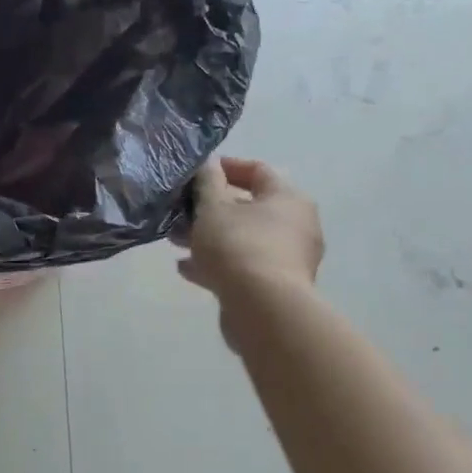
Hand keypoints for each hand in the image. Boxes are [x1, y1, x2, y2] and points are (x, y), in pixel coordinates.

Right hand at [178, 157, 324, 315]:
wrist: (262, 308)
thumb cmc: (238, 246)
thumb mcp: (213, 208)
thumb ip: (207, 182)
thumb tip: (208, 164)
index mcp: (287, 198)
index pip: (257, 171)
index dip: (225, 167)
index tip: (196, 173)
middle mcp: (296, 225)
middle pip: (249, 207)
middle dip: (210, 209)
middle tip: (180, 211)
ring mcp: (289, 258)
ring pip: (244, 239)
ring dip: (210, 237)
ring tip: (176, 241)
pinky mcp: (277, 286)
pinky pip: (244, 266)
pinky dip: (218, 264)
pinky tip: (187, 269)